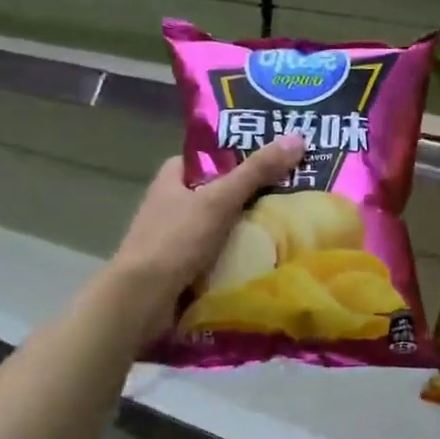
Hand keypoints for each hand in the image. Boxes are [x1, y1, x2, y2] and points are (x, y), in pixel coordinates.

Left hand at [108, 136, 306, 337]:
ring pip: (224, 223)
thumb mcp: (220, 199)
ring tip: (292, 222)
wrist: (142, 301)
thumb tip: (297, 137)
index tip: (278, 156)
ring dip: (251, 226)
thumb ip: (257, 171)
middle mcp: (173, 203)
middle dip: (254, 193)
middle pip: (222, 190)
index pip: (213, 156)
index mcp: (172, 178)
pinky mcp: (185, 266)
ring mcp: (178, 237)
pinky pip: (222, 252)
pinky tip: (271, 254)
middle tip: (295, 190)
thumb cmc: (176, 240)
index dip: (243, 153)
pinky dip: (242, 253)